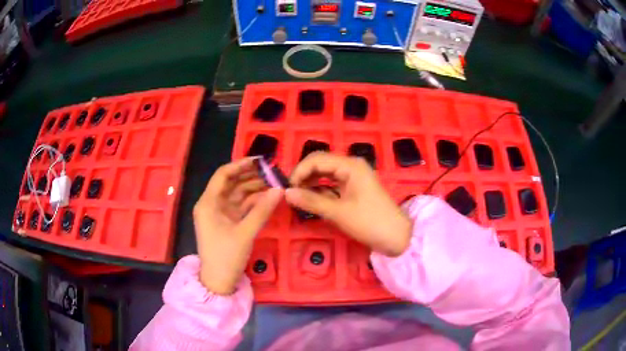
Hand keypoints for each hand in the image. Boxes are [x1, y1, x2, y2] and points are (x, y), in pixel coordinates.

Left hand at [193, 158, 282, 294]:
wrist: (219, 281)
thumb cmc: (226, 256)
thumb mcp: (245, 233)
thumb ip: (262, 210)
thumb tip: (279, 189)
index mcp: (208, 203)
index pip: (223, 175)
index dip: (241, 165)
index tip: (261, 161)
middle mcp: (212, 204)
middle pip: (232, 183)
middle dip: (251, 176)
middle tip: (273, 171)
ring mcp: (220, 214)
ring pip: (238, 194)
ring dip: (255, 188)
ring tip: (275, 182)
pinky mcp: (228, 222)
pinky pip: (241, 206)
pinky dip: (254, 202)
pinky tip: (269, 197)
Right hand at [285, 153, 411, 256]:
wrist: (396, 236)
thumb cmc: (370, 222)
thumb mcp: (338, 212)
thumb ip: (312, 201)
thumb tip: (286, 193)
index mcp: (350, 165)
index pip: (317, 159)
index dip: (299, 171)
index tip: (287, 188)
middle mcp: (351, 166)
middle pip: (320, 164)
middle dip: (304, 176)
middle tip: (290, 193)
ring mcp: (353, 177)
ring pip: (325, 175)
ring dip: (311, 184)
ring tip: (297, 197)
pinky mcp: (354, 188)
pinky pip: (332, 185)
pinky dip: (321, 191)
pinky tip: (311, 200)